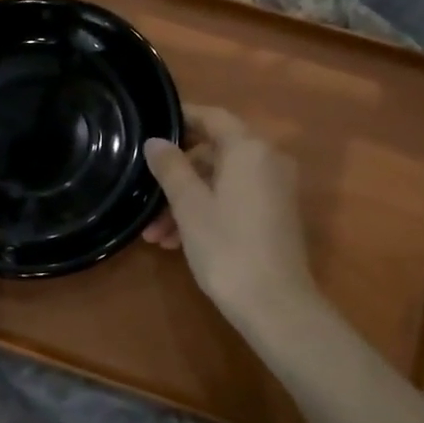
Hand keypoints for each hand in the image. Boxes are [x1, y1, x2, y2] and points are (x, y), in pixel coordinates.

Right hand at [142, 105, 315, 323]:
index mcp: (249, 149)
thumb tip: (156, 141)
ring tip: (156, 236)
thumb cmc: (227, 247)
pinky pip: (235, 201)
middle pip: (214, 154)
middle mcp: (268, 161)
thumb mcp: (189, 205)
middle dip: (177, 177)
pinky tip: (178, 243)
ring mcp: (275, 190)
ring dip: (186, 203)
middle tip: (147, 200)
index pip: (213, 117)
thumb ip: (171, 167)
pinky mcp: (276, 216)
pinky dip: (207, 213)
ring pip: (221, 183)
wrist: (275, 305)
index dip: (182, 118)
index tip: (153, 125)